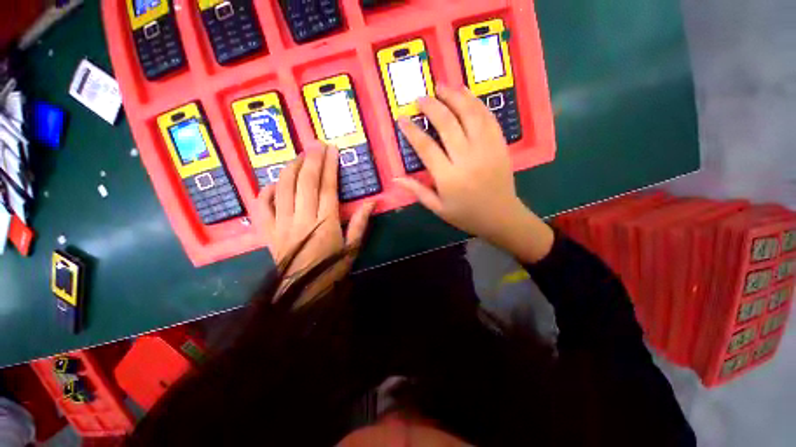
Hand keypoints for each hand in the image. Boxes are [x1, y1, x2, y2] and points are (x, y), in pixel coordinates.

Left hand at [263, 144, 375, 280]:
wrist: (301, 293)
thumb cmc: (331, 270)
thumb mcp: (352, 248)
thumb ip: (360, 223)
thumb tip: (373, 202)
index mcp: (324, 223)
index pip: (327, 187)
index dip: (330, 166)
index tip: (332, 150)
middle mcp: (301, 218)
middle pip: (305, 182)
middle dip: (311, 160)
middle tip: (316, 144)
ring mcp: (280, 224)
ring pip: (283, 188)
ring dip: (291, 168)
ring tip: (300, 155)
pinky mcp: (267, 231)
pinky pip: (262, 206)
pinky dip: (266, 190)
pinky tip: (275, 182)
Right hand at [394, 85, 553, 263]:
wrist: (501, 217)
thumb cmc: (466, 215)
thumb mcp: (438, 208)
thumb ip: (417, 191)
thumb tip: (395, 178)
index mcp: (448, 177)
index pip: (426, 147)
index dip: (412, 131)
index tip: (402, 118)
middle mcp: (466, 159)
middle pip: (447, 124)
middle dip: (431, 106)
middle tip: (420, 98)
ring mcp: (486, 149)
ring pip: (469, 114)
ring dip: (454, 96)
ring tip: (441, 86)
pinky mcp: (500, 144)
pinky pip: (488, 118)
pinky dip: (476, 102)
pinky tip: (466, 93)